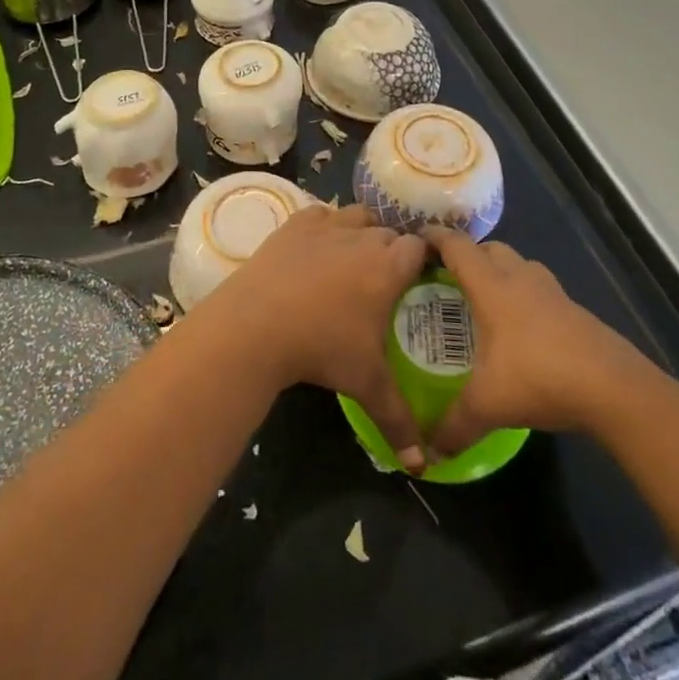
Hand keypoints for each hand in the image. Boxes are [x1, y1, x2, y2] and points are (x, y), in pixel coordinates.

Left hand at [197, 204, 429, 469]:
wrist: (256, 325)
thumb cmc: (321, 349)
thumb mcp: (366, 385)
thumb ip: (399, 420)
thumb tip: (421, 465)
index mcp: (388, 267)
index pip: (419, 248)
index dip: (422, 259)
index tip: (419, 278)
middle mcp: (362, 237)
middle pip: (389, 232)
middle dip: (393, 250)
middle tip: (387, 279)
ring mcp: (327, 226)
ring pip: (357, 216)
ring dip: (363, 231)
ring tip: (355, 258)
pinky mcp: (295, 224)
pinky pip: (321, 214)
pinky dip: (326, 225)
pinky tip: (319, 247)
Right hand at [424, 227, 650, 452]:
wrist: (613, 387)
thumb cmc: (539, 377)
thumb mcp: (488, 405)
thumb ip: (455, 425)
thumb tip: (430, 450)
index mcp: (491, 287)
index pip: (457, 247)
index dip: (435, 238)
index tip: (416, 240)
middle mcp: (519, 278)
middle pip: (489, 249)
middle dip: (467, 255)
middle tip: (448, 277)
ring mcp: (551, 290)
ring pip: (518, 264)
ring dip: (499, 271)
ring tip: (485, 299)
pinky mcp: (573, 309)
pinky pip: (539, 288)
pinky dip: (524, 295)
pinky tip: (522, 328)